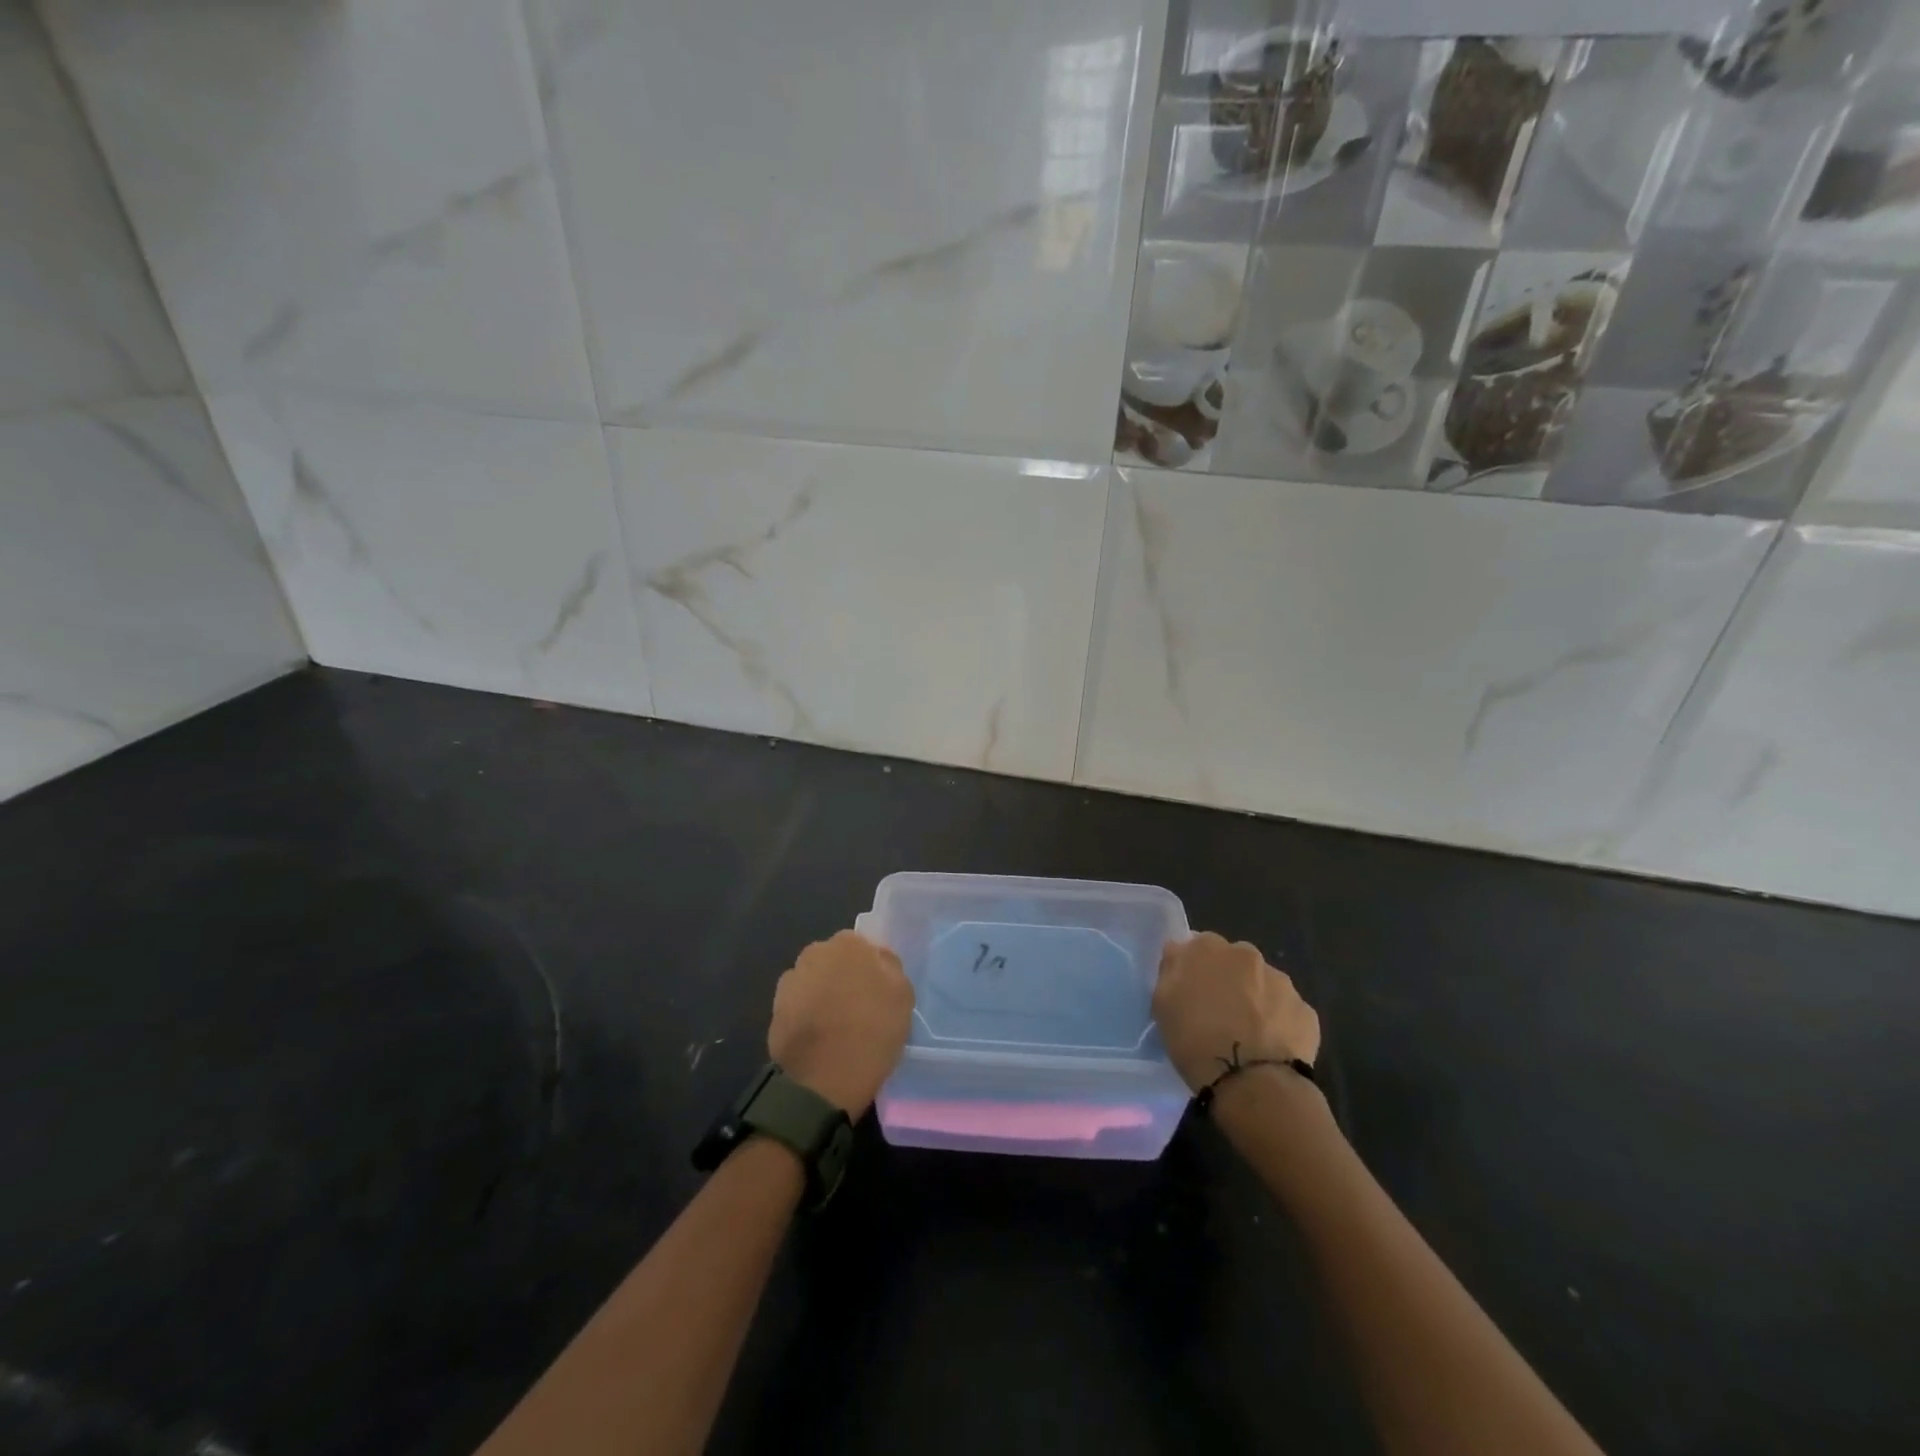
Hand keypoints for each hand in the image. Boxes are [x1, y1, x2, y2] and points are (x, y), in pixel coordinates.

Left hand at [768, 931, 914, 1116]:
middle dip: (845, 977)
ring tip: (837, 1026)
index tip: (878, 994)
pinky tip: (818, 1037)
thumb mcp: (903, 996)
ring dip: (825, 994)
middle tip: (859, 1008)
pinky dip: (807, 1014)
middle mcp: (815, 952)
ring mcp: (791, 979)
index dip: (872, 970)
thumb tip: (877, 959)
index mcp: (848, 943)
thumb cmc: (870, 1033)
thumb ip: (890, 967)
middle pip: (836, 960)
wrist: (821, 1081)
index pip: (864, 947)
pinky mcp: (775, 1008)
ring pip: (816, 980)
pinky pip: (800, 1003)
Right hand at [1153, 932, 1319, 1093]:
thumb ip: (1171, 968)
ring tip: (1247, 1035)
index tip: (1192, 992)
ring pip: (1263, 985)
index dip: (1196, 969)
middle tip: (1219, 1013)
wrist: (1251, 1082)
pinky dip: (1278, 1024)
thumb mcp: (1162, 1003)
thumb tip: (1179, 951)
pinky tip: (1269, 1047)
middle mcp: (1247, 954)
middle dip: (1229, 980)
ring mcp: (1282, 982)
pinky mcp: (1306, 1011)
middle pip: (1235, 961)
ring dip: (1255, 1000)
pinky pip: (1287, 1012)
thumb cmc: (1195, 1040)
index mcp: (1208, 947)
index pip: (1199, 945)